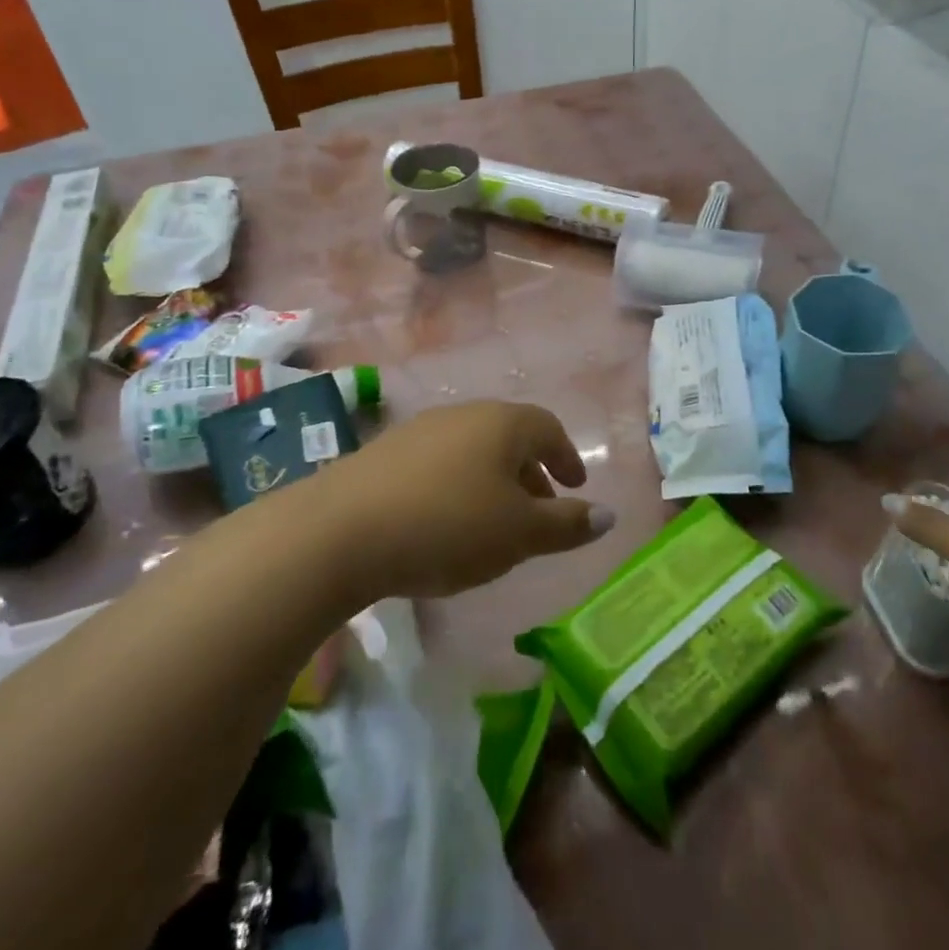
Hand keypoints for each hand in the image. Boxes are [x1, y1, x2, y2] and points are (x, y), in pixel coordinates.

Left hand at [306, 400, 614, 599]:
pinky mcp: (384, 454)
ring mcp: (419, 430)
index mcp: (502, 424)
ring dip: (493, 482)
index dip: (567, 456)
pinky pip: (439, 464)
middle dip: (531, 473)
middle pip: (509, 437)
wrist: (339, 530)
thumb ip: (567, 524)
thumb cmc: (448, 526)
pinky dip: (457, 487)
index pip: (548, 428)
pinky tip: (445, 523)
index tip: (576, 486)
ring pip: (472, 451)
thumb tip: (609, 515)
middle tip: (540, 510)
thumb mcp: (519, 533)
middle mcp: (463, 415)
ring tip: (495, 523)